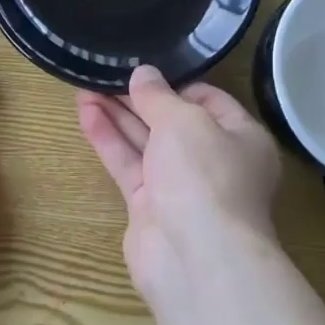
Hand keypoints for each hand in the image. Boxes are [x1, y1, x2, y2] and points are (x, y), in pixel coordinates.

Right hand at [77, 66, 282, 306]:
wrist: (195, 256)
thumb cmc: (205, 175)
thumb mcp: (184, 120)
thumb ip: (158, 95)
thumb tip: (142, 73)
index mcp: (241, 137)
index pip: (208, 100)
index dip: (175, 82)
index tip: (143, 67)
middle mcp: (213, 161)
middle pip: (171, 120)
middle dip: (138, 98)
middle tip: (104, 72)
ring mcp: (179, 185)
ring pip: (144, 142)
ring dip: (117, 114)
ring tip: (84, 85)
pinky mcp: (148, 205)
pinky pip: (127, 164)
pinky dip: (108, 139)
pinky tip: (85, 113)